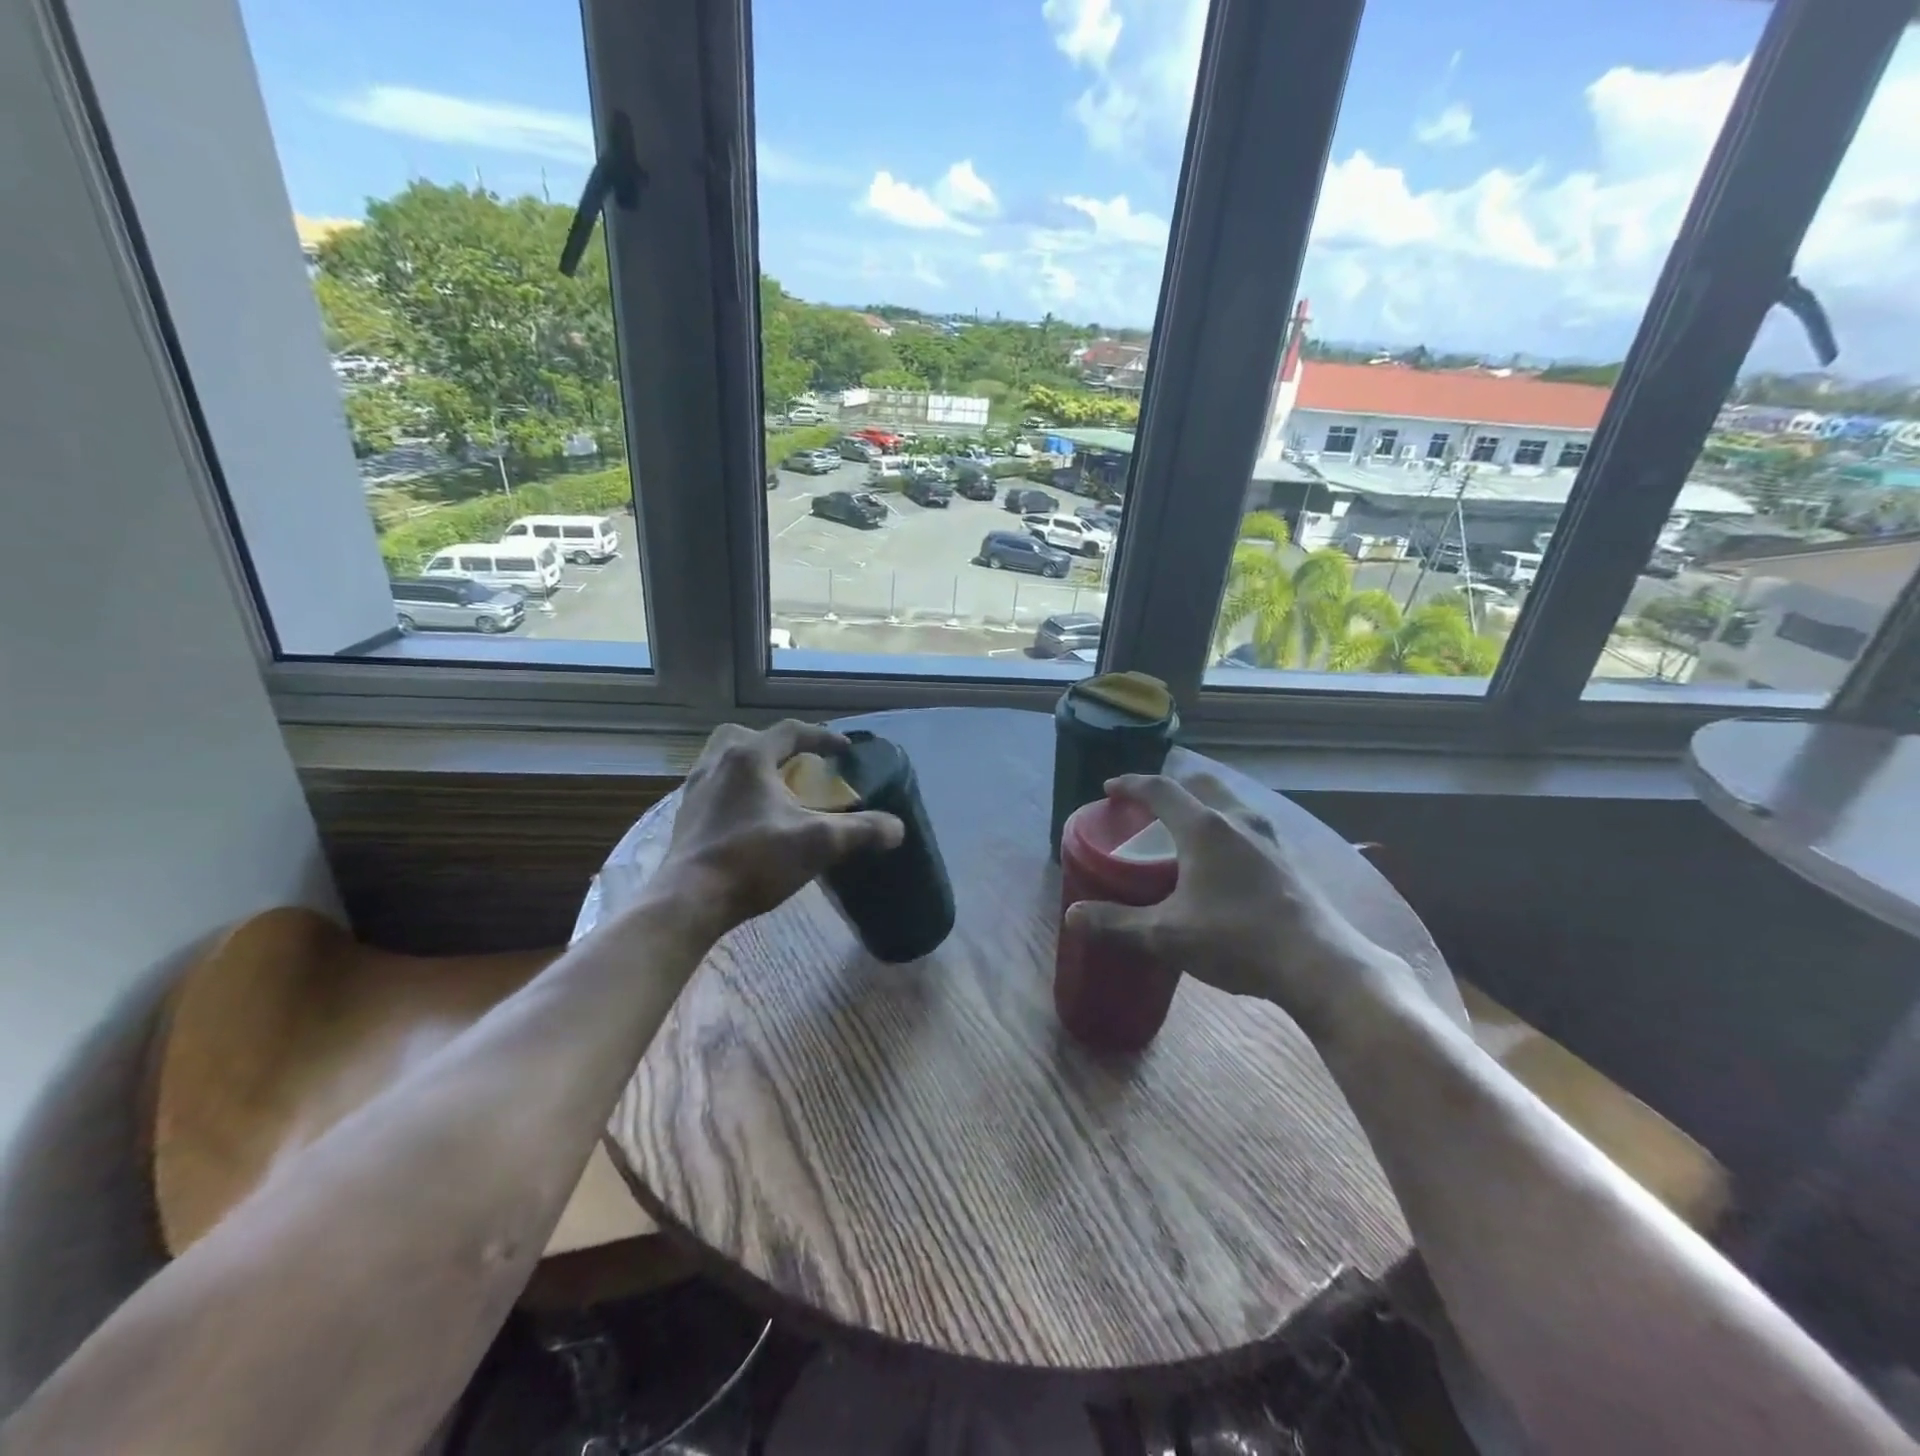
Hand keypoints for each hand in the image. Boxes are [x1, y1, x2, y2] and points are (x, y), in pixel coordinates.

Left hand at [654, 720, 903, 935]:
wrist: (689, 900)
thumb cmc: (754, 860)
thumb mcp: (818, 844)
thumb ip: (861, 831)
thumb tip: (897, 827)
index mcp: (749, 757)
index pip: (791, 732)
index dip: (822, 737)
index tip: (845, 750)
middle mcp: (718, 763)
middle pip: (749, 736)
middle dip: (777, 745)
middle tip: (799, 764)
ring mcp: (695, 788)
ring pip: (725, 759)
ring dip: (752, 765)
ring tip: (773, 787)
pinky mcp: (685, 815)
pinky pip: (713, 786)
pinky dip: (735, 789)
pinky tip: (748, 815)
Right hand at [1063, 773, 1413, 1037]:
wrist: (1320, 964)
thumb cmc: (1237, 940)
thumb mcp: (1167, 936)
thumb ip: (1117, 924)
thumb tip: (1072, 916)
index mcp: (1204, 828)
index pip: (1161, 789)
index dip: (1131, 784)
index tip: (1110, 788)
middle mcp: (1238, 820)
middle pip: (1200, 784)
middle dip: (1171, 786)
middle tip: (1149, 805)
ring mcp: (1269, 837)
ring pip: (1229, 801)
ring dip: (1202, 803)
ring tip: (1185, 827)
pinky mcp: (1288, 858)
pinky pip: (1247, 823)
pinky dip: (1225, 824)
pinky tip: (1224, 858)